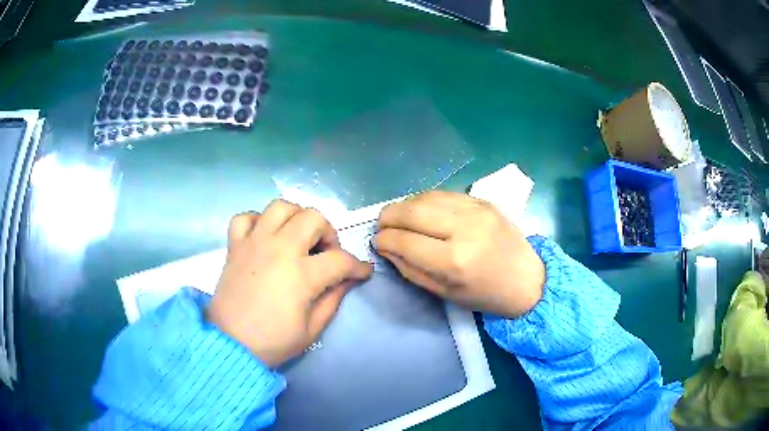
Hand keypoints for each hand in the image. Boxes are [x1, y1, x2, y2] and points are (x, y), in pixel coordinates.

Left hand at [207, 200, 372, 366]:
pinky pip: (246, 217)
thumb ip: (334, 299)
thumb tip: (348, 280)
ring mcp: (254, 243)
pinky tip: (264, 237)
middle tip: (326, 254)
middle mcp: (279, 249)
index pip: (341, 260)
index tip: (362, 273)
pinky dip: (258, 222)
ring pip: (281, 207)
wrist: (230, 344)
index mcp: (302, 274)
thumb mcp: (312, 329)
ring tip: (298, 238)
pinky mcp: (235, 245)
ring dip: (296, 218)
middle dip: (329, 233)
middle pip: (314, 218)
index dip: (358, 266)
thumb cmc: (273, 341)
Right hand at [375, 191, 544, 317]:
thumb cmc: (485, 295)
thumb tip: (387, 248)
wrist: (527, 279)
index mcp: (454, 261)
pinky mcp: (483, 200)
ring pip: (426, 197)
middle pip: (412, 212)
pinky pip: (444, 193)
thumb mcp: (444, 293)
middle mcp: (464, 229)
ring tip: (398, 217)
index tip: (377, 242)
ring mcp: (476, 210)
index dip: (384, 240)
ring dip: (405, 205)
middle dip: (388, 217)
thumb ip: (411, 269)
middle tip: (381, 225)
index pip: (404, 241)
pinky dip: (426, 200)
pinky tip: (421, 210)